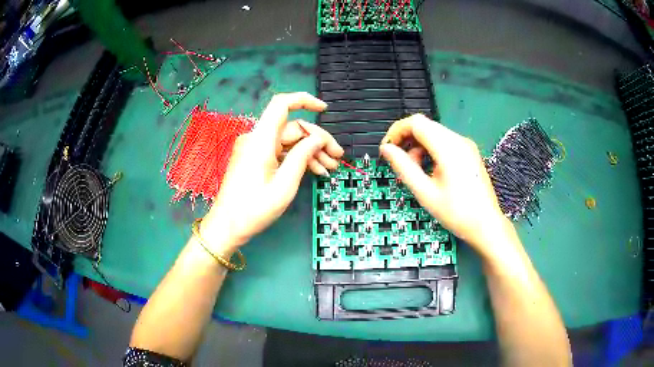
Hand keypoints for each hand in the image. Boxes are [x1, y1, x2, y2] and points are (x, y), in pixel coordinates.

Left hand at [200, 92, 343, 253]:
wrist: (227, 226)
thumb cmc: (253, 210)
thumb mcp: (284, 185)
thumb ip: (302, 157)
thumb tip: (318, 139)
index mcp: (261, 140)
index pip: (282, 105)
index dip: (305, 101)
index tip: (325, 110)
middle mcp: (257, 139)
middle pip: (292, 128)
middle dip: (317, 140)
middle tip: (337, 157)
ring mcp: (255, 149)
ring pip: (289, 141)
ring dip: (310, 151)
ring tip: (330, 167)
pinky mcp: (255, 159)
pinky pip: (280, 151)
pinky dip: (297, 158)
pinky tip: (315, 170)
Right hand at [379, 114, 513, 258]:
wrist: (486, 225)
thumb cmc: (457, 213)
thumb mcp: (425, 193)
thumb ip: (404, 167)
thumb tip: (386, 149)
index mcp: (449, 148)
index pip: (416, 123)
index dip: (397, 131)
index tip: (387, 149)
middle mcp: (459, 140)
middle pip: (425, 125)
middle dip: (406, 139)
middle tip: (397, 161)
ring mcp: (466, 145)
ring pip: (434, 133)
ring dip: (418, 145)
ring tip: (415, 170)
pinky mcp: (468, 152)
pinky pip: (444, 142)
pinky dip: (430, 150)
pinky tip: (429, 169)